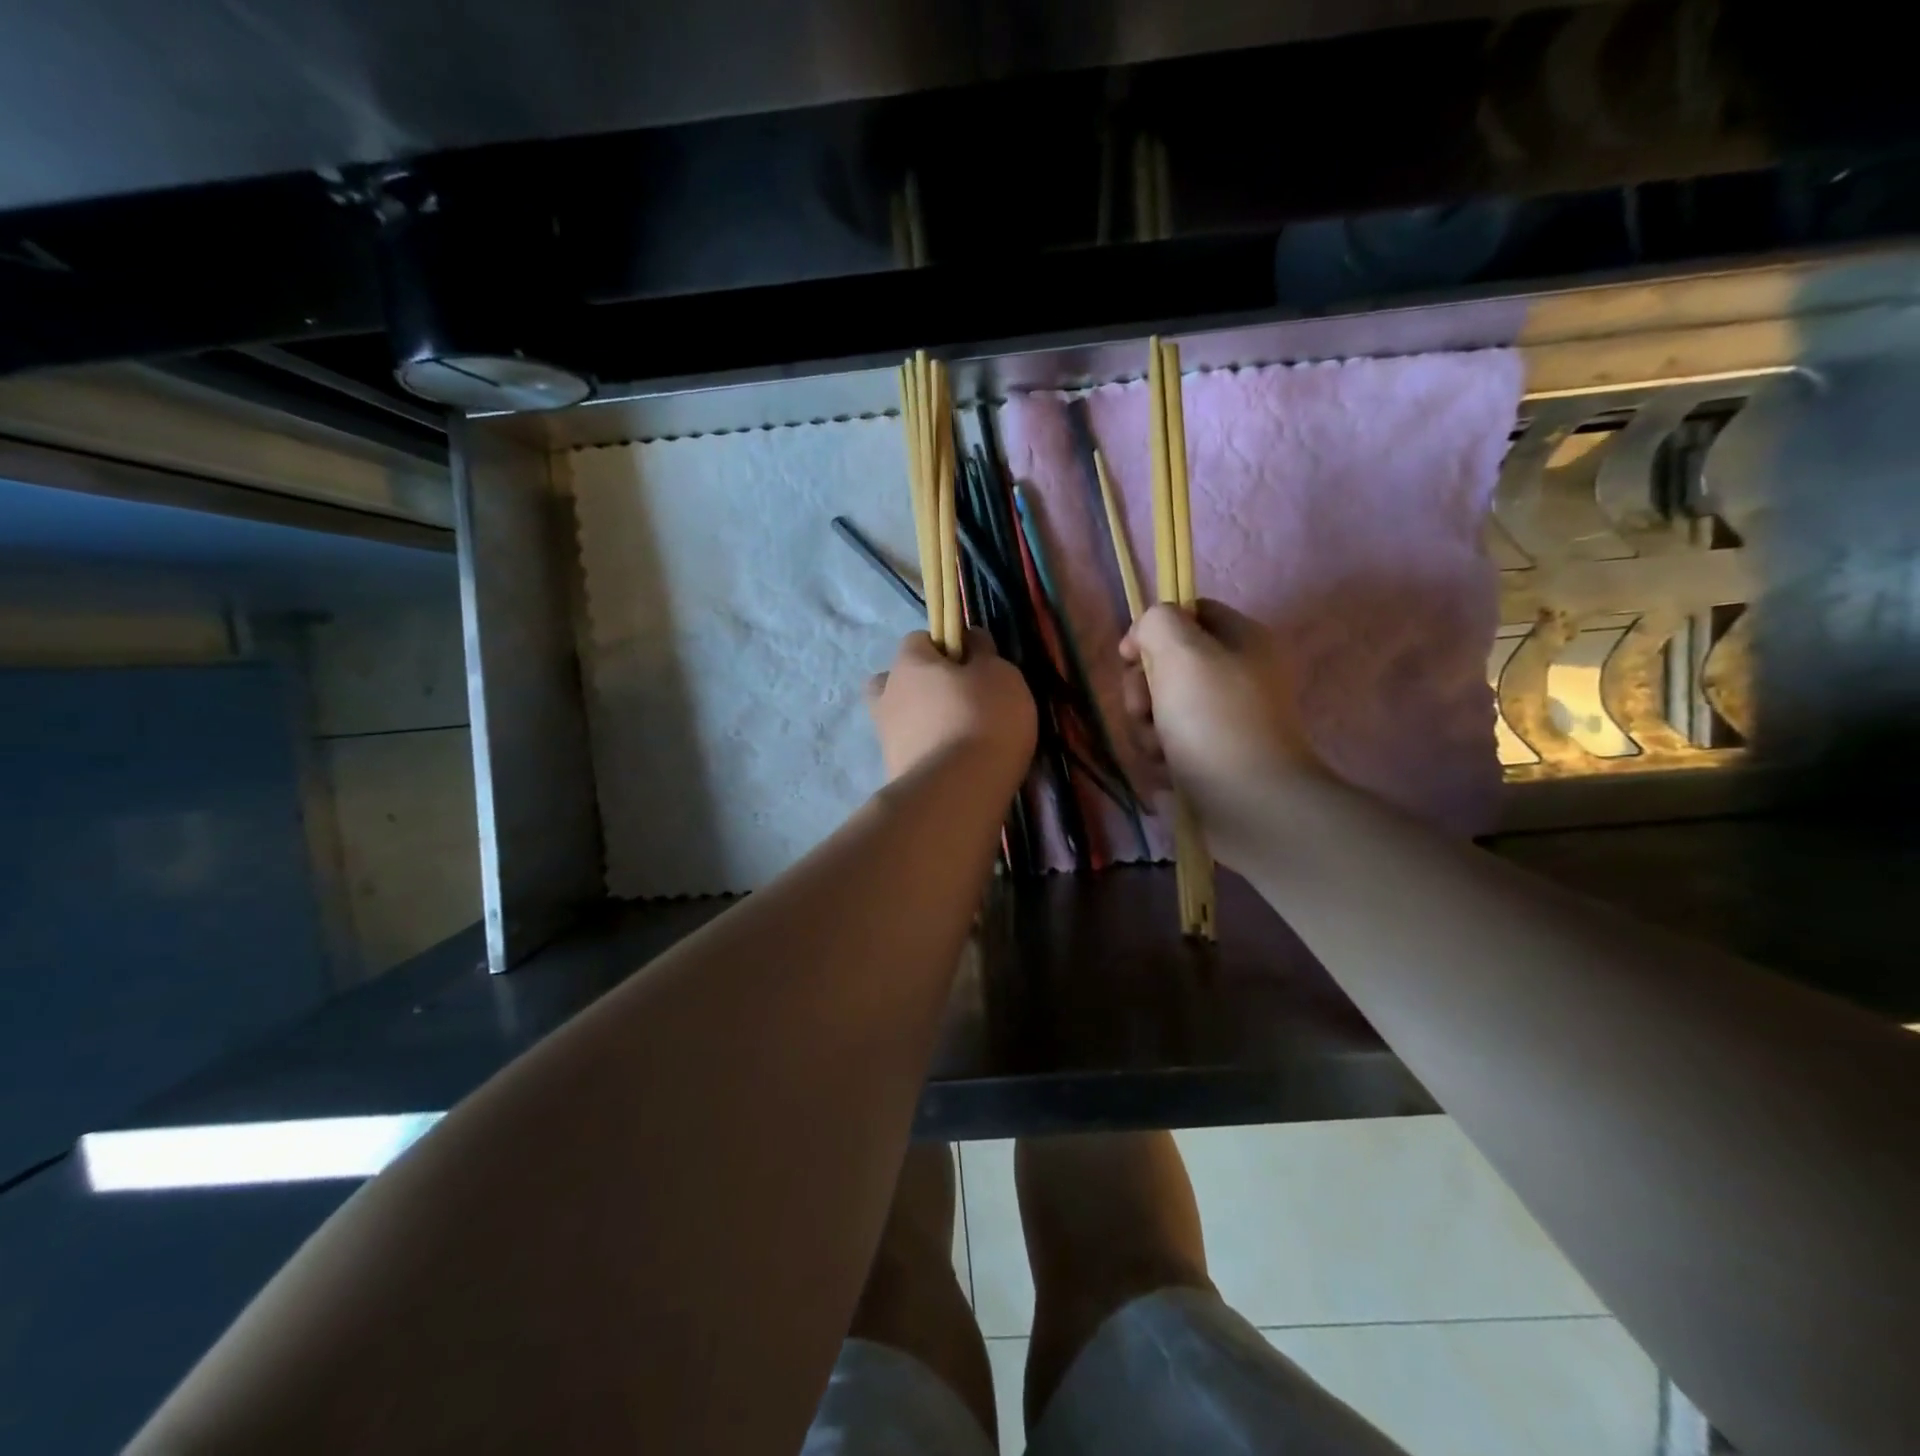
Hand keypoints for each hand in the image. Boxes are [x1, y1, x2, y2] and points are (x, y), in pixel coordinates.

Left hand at [867, 631, 1036, 789]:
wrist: (957, 792)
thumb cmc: (983, 718)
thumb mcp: (1000, 674)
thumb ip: (983, 652)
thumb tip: (970, 639)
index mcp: (908, 663)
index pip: (918, 640)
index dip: (946, 647)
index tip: (973, 665)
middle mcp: (888, 695)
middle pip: (901, 680)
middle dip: (925, 687)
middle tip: (960, 702)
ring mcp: (886, 737)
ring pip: (903, 718)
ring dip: (925, 722)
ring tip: (962, 738)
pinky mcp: (894, 772)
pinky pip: (912, 751)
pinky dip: (929, 752)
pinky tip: (957, 763)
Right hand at [1118, 601, 1321, 827]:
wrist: (1251, 805)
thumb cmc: (1215, 721)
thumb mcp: (1182, 651)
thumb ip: (1157, 623)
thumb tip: (1144, 636)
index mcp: (1242, 640)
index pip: (1189, 613)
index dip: (1152, 630)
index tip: (1130, 656)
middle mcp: (1238, 675)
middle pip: (1167, 666)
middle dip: (1143, 690)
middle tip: (1145, 710)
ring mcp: (1225, 720)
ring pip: (1161, 709)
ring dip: (1147, 729)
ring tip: (1161, 751)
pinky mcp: (1214, 757)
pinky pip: (1170, 744)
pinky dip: (1162, 758)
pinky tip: (1169, 773)